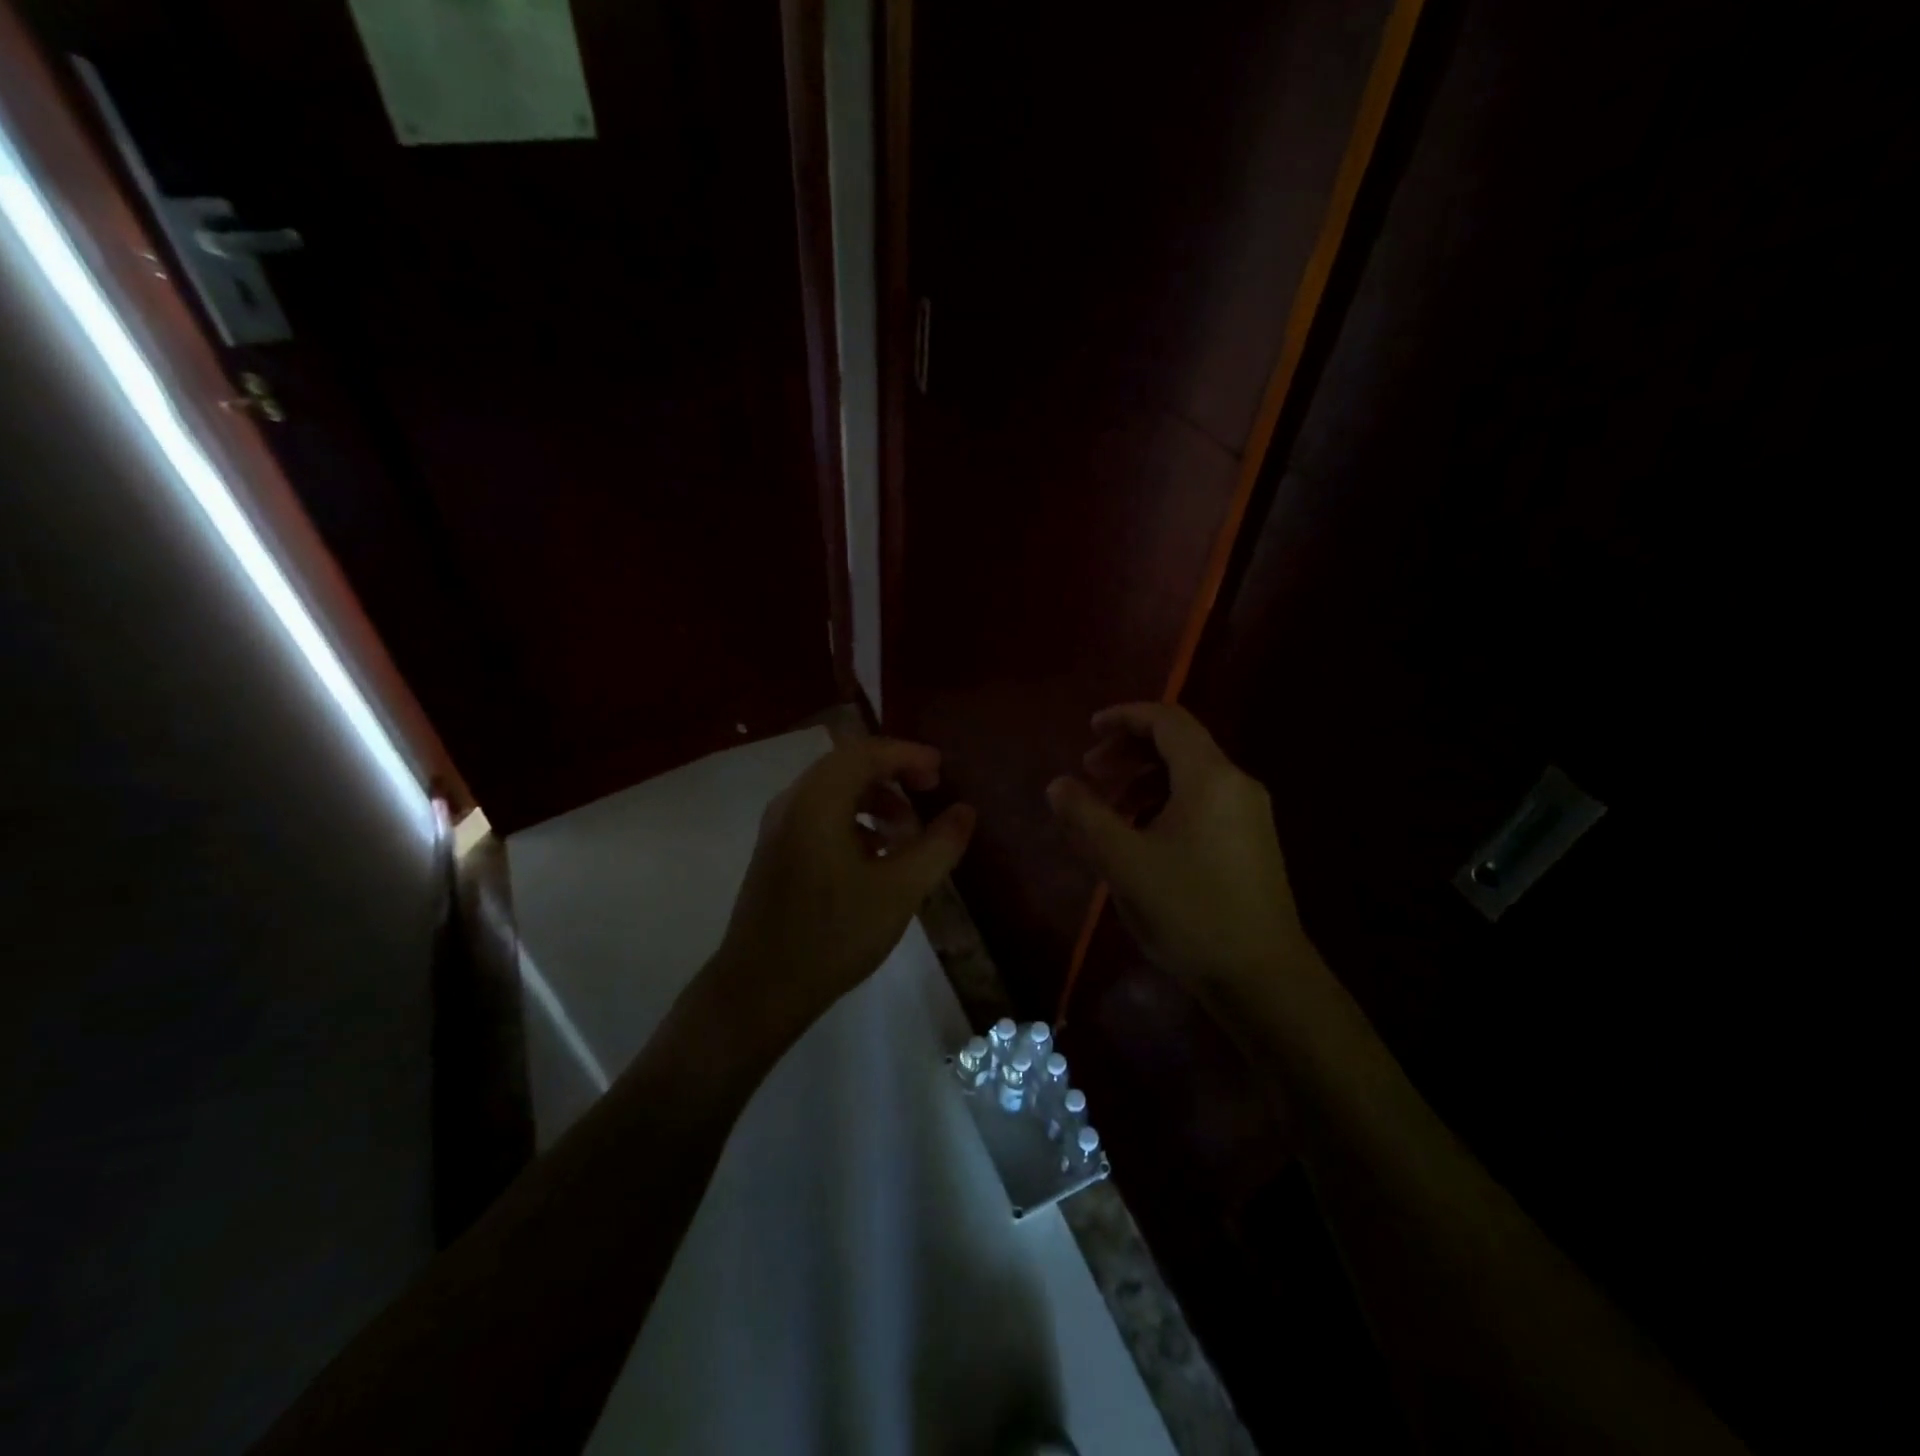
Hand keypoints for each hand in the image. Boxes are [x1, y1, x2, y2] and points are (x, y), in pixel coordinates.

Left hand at [710, 737, 975, 1045]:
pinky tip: (876, 856)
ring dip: (875, 800)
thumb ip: (938, 846)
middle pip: (848, 765)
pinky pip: (820, 814)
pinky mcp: (776, 851)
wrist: (760, 989)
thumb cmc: (833, 934)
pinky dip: (854, 819)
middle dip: (894, 774)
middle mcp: (792, 802)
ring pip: (834, 790)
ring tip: (908, 834)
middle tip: (931, 793)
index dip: (909, 755)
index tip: (942, 772)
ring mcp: (779, 827)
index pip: (867, 752)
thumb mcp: (900, 890)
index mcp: (817, 801)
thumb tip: (965, 811)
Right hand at [1047, 703, 1309, 997]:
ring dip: (1145, 781)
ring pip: (1191, 777)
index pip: (1166, 720)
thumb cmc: (1190, 911)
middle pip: (1179, 745)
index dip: (1124, 717)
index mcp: (1210, 777)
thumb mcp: (1124, 862)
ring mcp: (1250, 815)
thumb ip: (1086, 816)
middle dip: (1129, 752)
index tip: (1088, 731)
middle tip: (1091, 773)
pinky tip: (1142, 839)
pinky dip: (1166, 804)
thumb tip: (1058, 785)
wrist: (1264, 979)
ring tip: (1109, 811)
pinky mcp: (1252, 844)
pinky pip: (1203, 804)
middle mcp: (1236, 785)